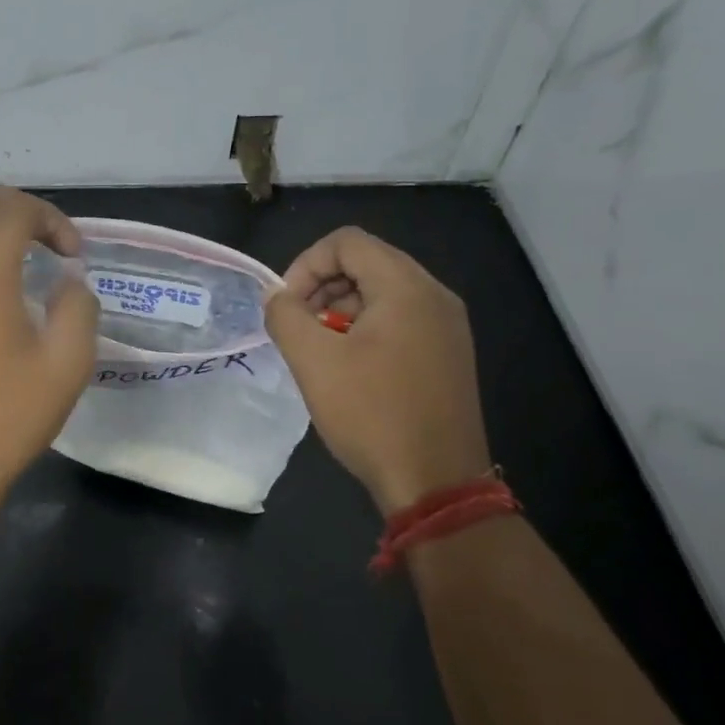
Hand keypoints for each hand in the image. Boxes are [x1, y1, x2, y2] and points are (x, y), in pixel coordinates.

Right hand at [263, 227, 491, 513]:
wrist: (436, 482)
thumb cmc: (372, 414)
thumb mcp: (314, 361)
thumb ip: (285, 316)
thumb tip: (276, 296)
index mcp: (407, 288)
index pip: (347, 242)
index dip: (305, 264)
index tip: (287, 306)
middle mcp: (435, 296)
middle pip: (368, 262)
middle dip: (322, 287)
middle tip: (299, 327)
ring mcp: (448, 326)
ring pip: (383, 292)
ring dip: (341, 309)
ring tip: (320, 350)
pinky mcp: (448, 354)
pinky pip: (401, 319)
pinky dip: (366, 328)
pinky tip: (349, 367)